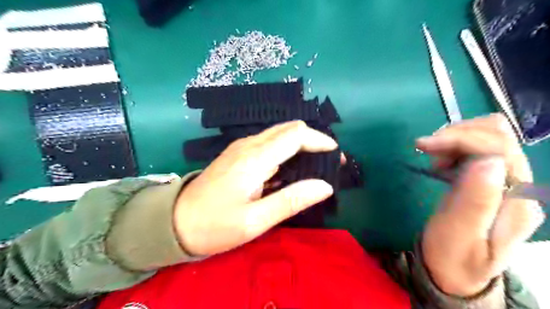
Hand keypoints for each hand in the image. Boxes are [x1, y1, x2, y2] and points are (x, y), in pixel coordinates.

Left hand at [174, 121, 336, 255]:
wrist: (175, 222)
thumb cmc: (215, 225)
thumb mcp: (256, 221)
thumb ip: (291, 200)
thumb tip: (325, 186)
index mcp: (254, 158)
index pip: (295, 135)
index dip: (319, 140)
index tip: (336, 155)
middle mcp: (248, 145)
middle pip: (288, 129)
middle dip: (313, 140)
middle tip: (329, 161)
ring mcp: (241, 147)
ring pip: (279, 134)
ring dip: (301, 144)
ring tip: (315, 165)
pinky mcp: (237, 154)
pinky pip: (269, 143)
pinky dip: (286, 149)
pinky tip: (291, 168)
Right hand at [418, 113, 544, 296]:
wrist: (455, 272)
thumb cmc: (452, 257)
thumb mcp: (458, 235)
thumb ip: (475, 201)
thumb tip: (488, 162)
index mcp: (518, 201)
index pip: (499, 150)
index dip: (461, 139)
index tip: (423, 145)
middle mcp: (520, 185)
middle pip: (498, 135)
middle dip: (457, 135)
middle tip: (427, 150)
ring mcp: (507, 180)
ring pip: (489, 135)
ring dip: (456, 138)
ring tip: (433, 157)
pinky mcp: (491, 179)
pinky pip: (478, 147)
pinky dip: (455, 145)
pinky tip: (441, 161)